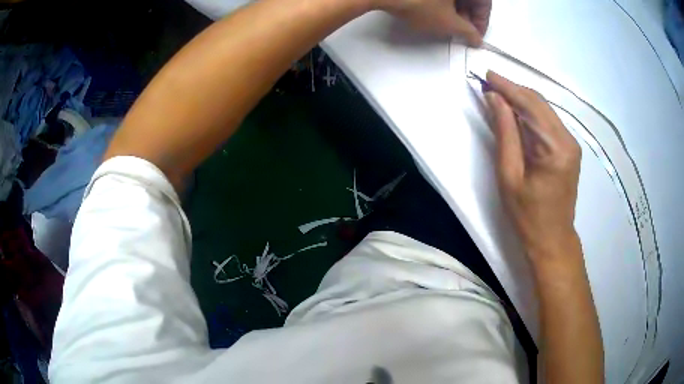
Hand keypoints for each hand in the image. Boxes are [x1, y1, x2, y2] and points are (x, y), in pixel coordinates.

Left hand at [380, 0, 491, 45]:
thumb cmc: (418, 3)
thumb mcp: (448, 23)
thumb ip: (468, 32)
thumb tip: (476, 38)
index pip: (484, 4)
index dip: (482, 22)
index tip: (475, 36)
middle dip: (467, 16)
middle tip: (462, 32)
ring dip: (455, 9)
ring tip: (447, 24)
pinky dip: (441, 2)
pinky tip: (434, 12)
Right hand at [485, 71, 581, 261]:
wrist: (552, 238)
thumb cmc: (527, 215)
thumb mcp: (509, 176)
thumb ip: (504, 133)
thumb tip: (494, 99)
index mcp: (555, 148)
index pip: (530, 105)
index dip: (507, 87)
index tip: (486, 74)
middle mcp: (568, 139)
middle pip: (539, 102)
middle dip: (513, 89)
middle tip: (488, 83)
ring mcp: (571, 143)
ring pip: (544, 109)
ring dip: (521, 99)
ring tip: (498, 95)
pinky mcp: (569, 148)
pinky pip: (547, 121)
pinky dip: (530, 113)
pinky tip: (515, 112)